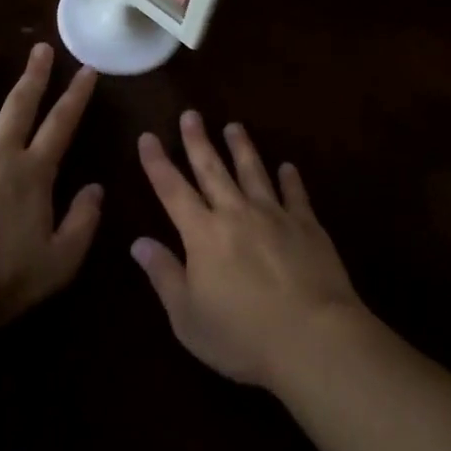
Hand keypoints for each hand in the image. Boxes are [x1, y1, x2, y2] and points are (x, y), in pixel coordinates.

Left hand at [0, 41, 102, 328]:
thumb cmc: (1, 281)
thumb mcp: (60, 261)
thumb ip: (83, 222)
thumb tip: (96, 188)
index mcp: (33, 175)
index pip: (61, 126)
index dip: (76, 96)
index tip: (87, 69)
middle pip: (18, 106)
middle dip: (33, 75)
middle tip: (41, 47)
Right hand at [131, 111, 363, 388]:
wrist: (312, 336)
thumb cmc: (241, 335)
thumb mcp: (188, 316)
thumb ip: (164, 275)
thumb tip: (138, 242)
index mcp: (202, 234)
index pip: (172, 189)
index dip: (157, 163)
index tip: (148, 137)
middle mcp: (236, 213)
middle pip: (212, 169)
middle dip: (198, 141)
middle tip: (191, 114)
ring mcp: (275, 215)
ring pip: (254, 172)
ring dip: (242, 148)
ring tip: (234, 126)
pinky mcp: (308, 225)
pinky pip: (296, 194)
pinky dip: (290, 178)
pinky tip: (287, 167)